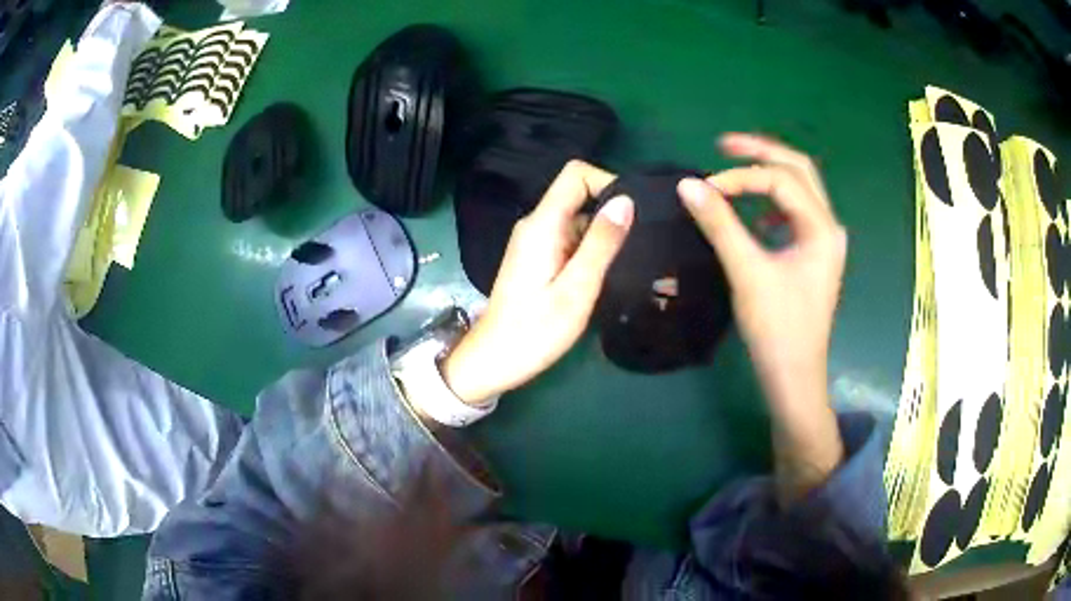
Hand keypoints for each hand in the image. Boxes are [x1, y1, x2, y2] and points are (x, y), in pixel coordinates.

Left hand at [442, 161, 634, 404]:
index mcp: (542, 225)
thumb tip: (626, 200)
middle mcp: (536, 225)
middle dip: (612, 212)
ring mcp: (535, 241)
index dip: (608, 182)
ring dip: (604, 234)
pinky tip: (607, 273)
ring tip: (629, 262)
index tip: (635, 212)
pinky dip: (591, 249)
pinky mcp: (538, 257)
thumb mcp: (576, 289)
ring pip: (578, 219)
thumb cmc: (534, 331)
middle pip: (579, 195)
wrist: (494, 360)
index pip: (576, 175)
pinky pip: (570, 239)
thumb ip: (601, 244)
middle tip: (640, 244)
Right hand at [677, 133, 846, 503]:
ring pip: (799, 190)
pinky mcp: (812, 255)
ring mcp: (823, 241)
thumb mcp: (747, 272)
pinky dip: (771, 203)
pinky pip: (794, 214)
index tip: (706, 189)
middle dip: (762, 153)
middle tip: (724, 144)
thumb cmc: (777, 329)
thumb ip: (719, 224)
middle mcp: (828, 227)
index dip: (741, 177)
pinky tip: (754, 216)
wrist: (794, 377)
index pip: (780, 180)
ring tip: (735, 170)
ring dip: (768, 176)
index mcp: (821, 228)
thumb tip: (688, 185)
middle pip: (799, 171)